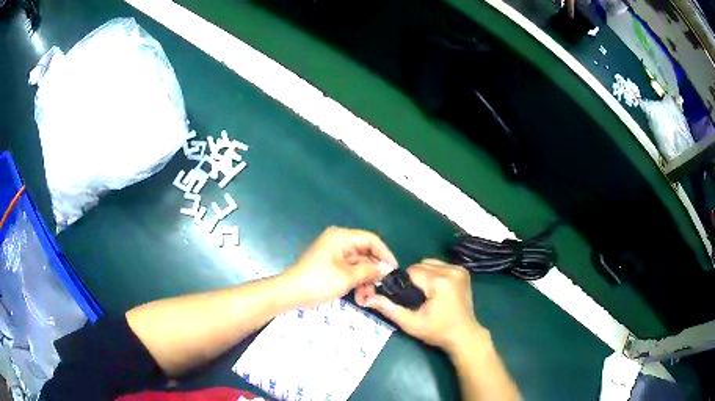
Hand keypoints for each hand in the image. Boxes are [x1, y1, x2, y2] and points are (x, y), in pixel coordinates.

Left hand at [281, 227, 396, 308]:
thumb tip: (387, 269)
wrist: (290, 294)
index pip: (371, 240)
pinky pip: (349, 271)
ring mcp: (334, 255)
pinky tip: (359, 297)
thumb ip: (370, 271)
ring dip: (365, 282)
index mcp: (341, 237)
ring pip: (359, 265)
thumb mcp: (347, 277)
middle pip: (365, 254)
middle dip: (373, 273)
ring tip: (366, 298)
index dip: (385, 254)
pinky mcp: (330, 266)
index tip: (394, 270)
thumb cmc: (318, 282)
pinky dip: (356, 283)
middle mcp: (339, 242)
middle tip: (379, 289)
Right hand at [358, 259, 485, 353]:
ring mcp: (460, 270)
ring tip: (427, 294)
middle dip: (415, 279)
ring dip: (424, 275)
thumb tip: (368, 298)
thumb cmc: (437, 331)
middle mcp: (452, 271)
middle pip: (421, 265)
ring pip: (430, 263)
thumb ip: (389, 309)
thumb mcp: (410, 323)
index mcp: (440, 281)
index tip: (406, 298)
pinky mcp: (464, 272)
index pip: (412, 270)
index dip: (405, 283)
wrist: (464, 335)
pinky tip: (437, 290)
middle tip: (416, 299)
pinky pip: (441, 265)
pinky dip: (435, 274)